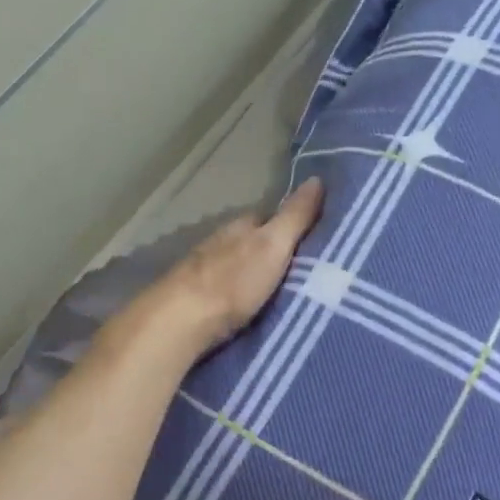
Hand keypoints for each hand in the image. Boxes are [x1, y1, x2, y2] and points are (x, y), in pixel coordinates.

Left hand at [127, 178, 324, 356]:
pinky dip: (239, 295)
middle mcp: (220, 242)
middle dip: (272, 253)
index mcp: (240, 226)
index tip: (313, 240)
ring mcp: (204, 271)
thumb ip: (295, 216)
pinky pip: (226, 291)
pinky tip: (249, 308)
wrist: (182, 321)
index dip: (290, 226)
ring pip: (237, 267)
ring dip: (253, 275)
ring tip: (279, 292)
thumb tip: (318, 178)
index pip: (269, 218)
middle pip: (252, 243)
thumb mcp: (273, 245)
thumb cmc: (233, 281)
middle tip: (302, 271)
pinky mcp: (196, 300)